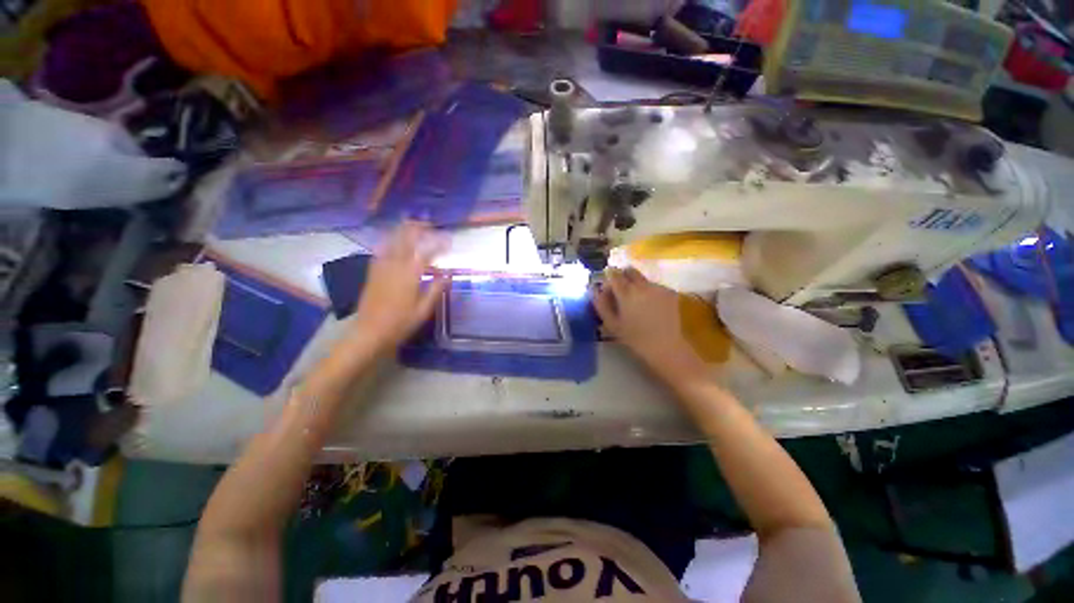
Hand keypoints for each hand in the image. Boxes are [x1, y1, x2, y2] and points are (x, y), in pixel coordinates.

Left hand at [351, 222, 449, 352]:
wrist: (369, 332)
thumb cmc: (400, 323)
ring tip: (413, 225)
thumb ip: (436, 289)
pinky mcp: (372, 271)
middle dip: (417, 227)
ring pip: (391, 240)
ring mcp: (380, 267)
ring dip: (403, 230)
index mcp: (409, 275)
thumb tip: (447, 274)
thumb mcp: (423, 310)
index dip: (439, 243)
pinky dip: (390, 240)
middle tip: (429, 224)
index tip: (449, 240)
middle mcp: (394, 265)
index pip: (426, 252)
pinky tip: (393, 241)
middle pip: (405, 239)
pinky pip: (381, 249)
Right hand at [593, 268, 707, 383]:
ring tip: (638, 303)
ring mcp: (658, 287)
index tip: (608, 290)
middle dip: (623, 277)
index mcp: (626, 292)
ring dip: (637, 285)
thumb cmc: (633, 337)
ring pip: (642, 278)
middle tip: (622, 293)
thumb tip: (594, 289)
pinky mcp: (669, 292)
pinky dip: (649, 292)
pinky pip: (654, 286)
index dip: (609, 279)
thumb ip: (601, 303)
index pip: (613, 274)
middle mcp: (642, 285)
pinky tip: (650, 307)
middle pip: (629, 270)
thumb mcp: (611, 323)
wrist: (664, 346)